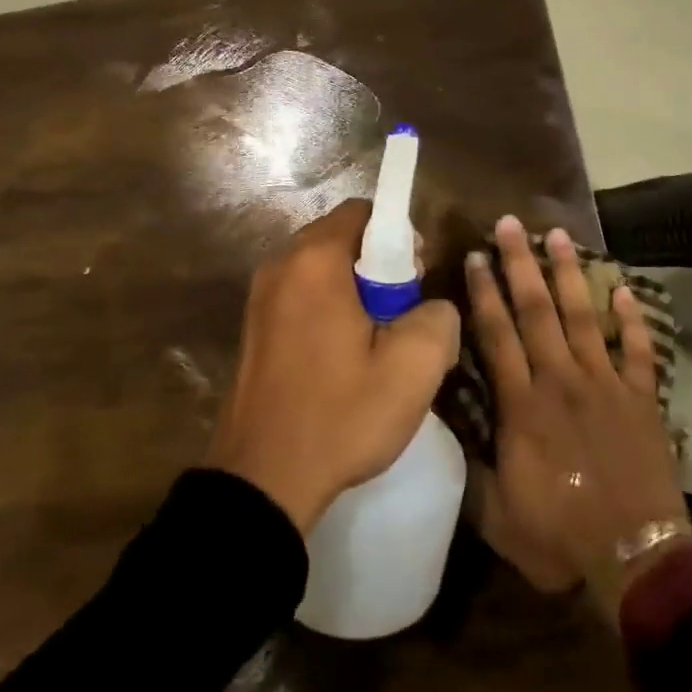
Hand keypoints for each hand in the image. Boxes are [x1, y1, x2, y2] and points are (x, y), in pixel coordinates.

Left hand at [206, 200, 459, 535]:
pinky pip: (299, 296)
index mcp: (315, 260)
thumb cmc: (340, 415)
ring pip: (320, 269)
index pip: (363, 212)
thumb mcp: (414, 368)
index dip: (399, 236)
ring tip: (373, 342)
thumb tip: (431, 307)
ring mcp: (259, 296)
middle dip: (377, 265)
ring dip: (352, 290)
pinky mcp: (252, 326)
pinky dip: (326, 309)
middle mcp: (280, 264)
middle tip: (400, 314)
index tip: (416, 279)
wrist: (262, 479)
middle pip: (340, 238)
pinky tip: (340, 358)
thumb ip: (439, 316)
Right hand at [464, 217, 691, 613]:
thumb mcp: (497, 514)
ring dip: (568, 274)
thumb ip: (472, 467)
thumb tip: (447, 430)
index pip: (497, 334)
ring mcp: (606, 385)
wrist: (638, 557)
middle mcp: (561, 380)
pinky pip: (638, 349)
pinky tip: (624, 288)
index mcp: (523, 404)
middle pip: (536, 310)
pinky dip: (633, 318)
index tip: (475, 256)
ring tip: (558, 234)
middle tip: (510, 222)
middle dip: (520, 263)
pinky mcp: (641, 398)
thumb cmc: (561, 536)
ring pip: (583, 316)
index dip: (484, 293)